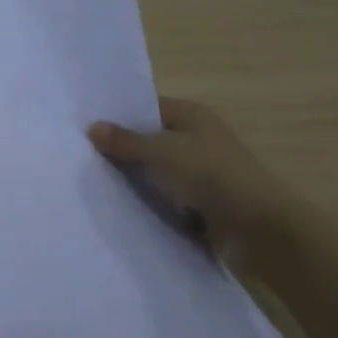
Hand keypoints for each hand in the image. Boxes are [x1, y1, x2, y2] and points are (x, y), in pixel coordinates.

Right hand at [89, 98, 310, 273]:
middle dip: (120, 148)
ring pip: (154, 171)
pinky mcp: (200, 203)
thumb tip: (93, 127)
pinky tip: (116, 205)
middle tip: (79, 154)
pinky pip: (163, 197)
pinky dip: (146, 201)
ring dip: (132, 178)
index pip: (146, 107)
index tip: (82, 125)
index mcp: (192, 116)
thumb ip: (125, 141)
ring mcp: (199, 172)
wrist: (259, 230)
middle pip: (148, 139)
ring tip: (90, 180)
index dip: (117, 115)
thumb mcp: (161, 152)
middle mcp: (197, 139)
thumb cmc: (211, 176)